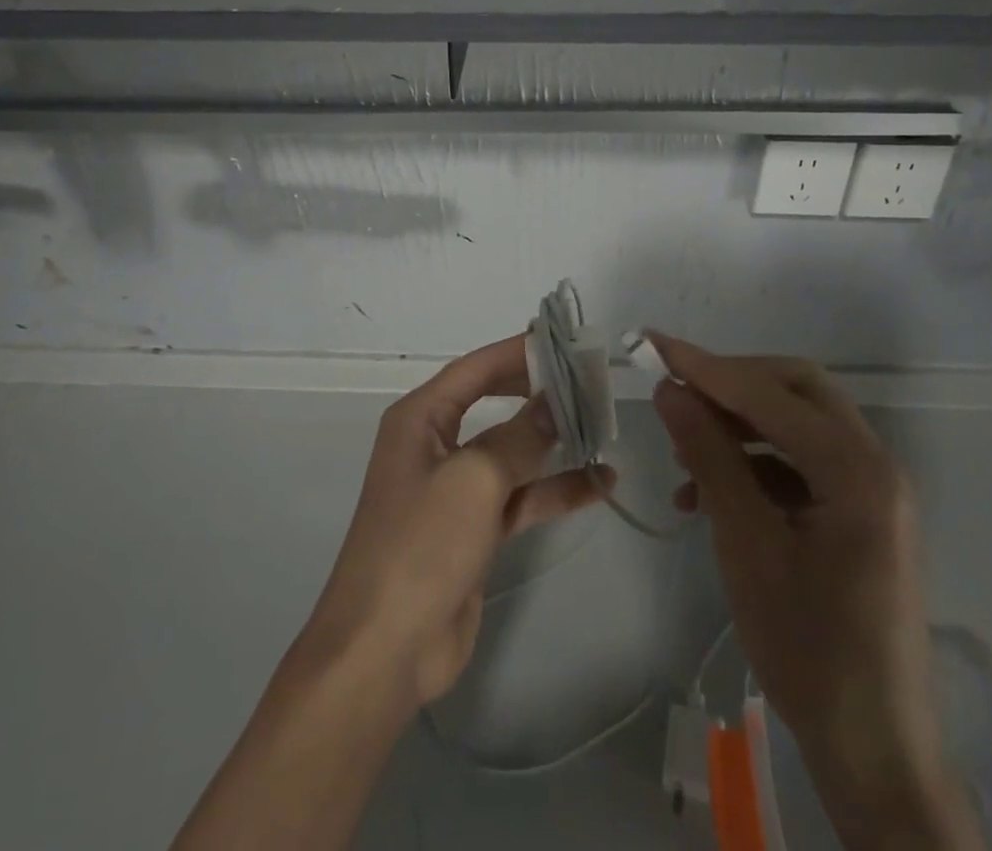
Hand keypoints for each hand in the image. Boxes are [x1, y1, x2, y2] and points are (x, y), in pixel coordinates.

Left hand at [299, 335, 609, 708]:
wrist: (385, 650)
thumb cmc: (421, 544)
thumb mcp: (474, 479)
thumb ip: (519, 436)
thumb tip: (554, 402)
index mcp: (421, 419)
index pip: (474, 369)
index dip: (516, 352)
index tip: (563, 342)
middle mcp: (436, 445)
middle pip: (495, 405)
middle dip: (540, 395)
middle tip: (590, 383)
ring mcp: (456, 490)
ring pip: (513, 453)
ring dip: (555, 444)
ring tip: (605, 430)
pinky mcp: (474, 530)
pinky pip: (520, 497)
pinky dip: (555, 490)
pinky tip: (600, 484)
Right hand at [651, 336, 980, 850]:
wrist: (875, 753)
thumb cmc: (809, 649)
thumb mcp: (747, 546)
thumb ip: (710, 457)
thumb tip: (671, 390)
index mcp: (856, 469)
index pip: (770, 393)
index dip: (707, 366)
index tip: (654, 344)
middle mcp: (872, 464)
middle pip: (795, 390)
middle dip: (731, 382)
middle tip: (677, 390)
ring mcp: (869, 489)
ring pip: (796, 423)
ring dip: (738, 424)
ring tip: (684, 448)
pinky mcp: (857, 513)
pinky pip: (801, 463)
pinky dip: (754, 463)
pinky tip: (708, 492)